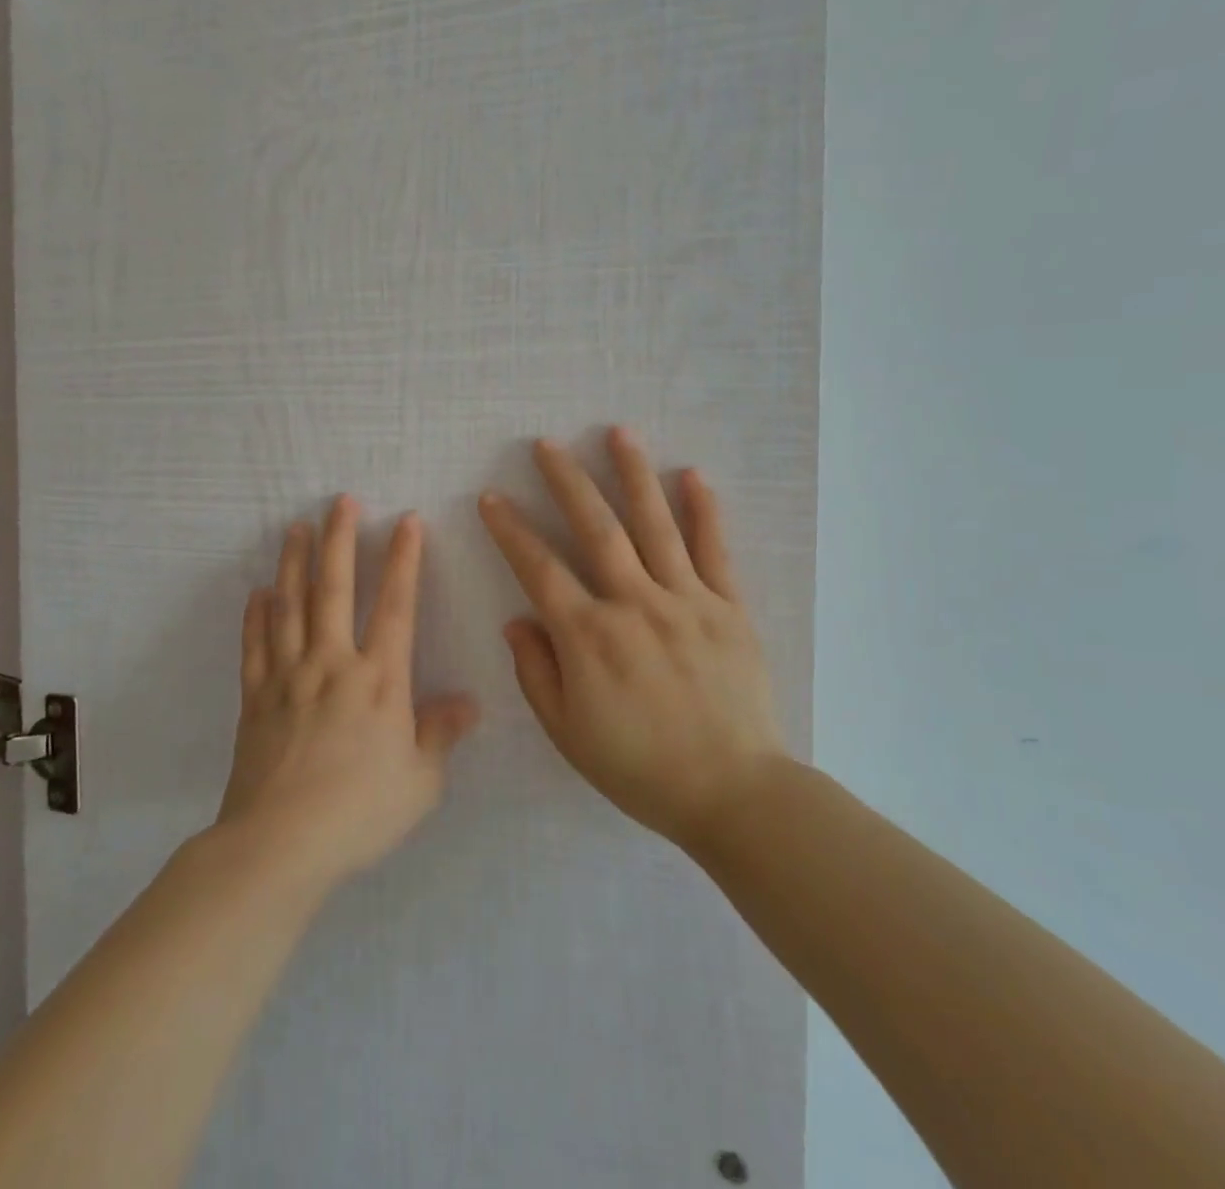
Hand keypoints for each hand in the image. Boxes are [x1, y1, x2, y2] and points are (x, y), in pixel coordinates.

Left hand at [218, 498, 478, 887]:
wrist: (279, 844)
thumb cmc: (359, 812)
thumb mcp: (420, 781)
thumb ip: (441, 734)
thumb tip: (468, 703)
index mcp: (379, 679)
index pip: (397, 605)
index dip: (405, 559)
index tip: (407, 520)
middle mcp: (333, 664)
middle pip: (335, 588)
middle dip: (340, 540)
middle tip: (340, 501)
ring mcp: (288, 677)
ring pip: (290, 606)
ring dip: (293, 563)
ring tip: (295, 528)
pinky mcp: (255, 698)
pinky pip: (254, 646)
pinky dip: (256, 616)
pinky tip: (257, 594)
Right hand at [479, 429, 783, 847]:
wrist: (732, 792)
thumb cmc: (640, 768)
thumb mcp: (568, 732)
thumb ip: (537, 671)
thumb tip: (518, 619)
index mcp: (589, 636)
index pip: (539, 568)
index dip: (511, 530)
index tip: (492, 497)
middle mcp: (635, 603)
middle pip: (596, 528)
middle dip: (567, 481)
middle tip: (546, 444)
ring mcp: (686, 600)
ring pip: (655, 524)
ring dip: (633, 474)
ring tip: (617, 432)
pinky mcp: (729, 608)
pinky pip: (714, 551)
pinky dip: (704, 511)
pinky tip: (692, 475)